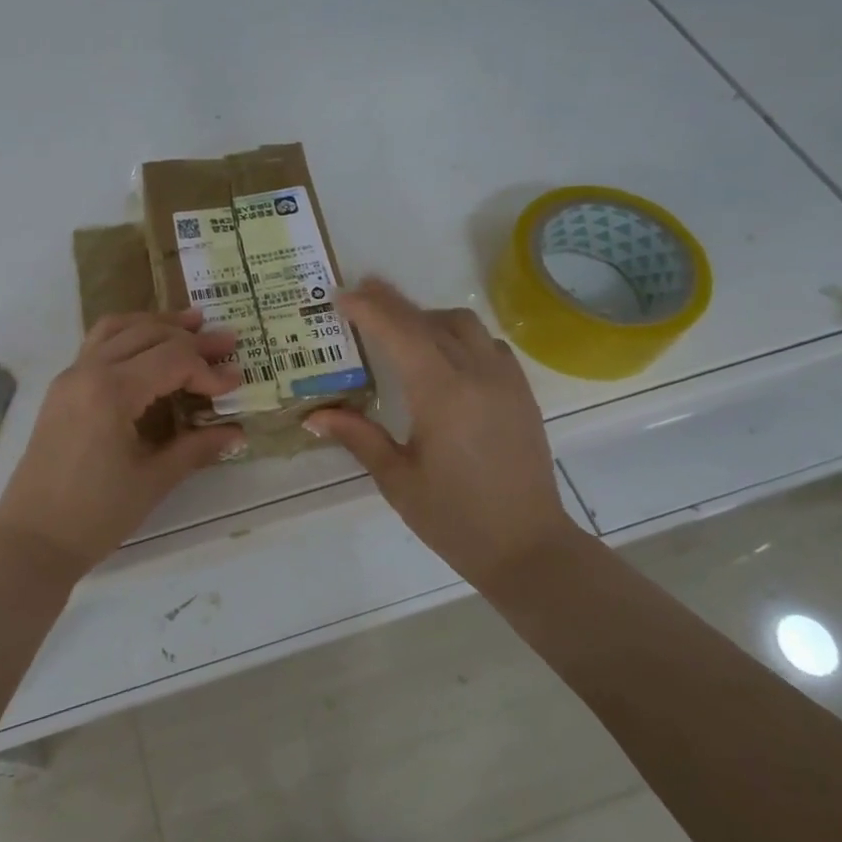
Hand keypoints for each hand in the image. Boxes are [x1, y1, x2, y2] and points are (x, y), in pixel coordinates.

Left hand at [0, 310, 243, 576]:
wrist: (31, 540)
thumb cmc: (95, 515)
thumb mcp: (153, 480)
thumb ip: (196, 447)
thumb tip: (237, 432)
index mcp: (111, 390)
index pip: (172, 360)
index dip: (208, 369)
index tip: (236, 383)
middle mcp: (87, 370)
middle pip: (147, 334)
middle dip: (190, 337)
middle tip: (226, 342)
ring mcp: (70, 376)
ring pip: (117, 328)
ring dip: (155, 324)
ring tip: (190, 324)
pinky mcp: (62, 389)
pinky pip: (98, 344)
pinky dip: (128, 336)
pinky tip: (148, 347)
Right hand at [304, 278, 586, 583]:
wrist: (528, 547)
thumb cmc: (455, 518)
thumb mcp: (397, 479)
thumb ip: (357, 436)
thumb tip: (313, 416)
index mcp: (442, 393)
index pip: (401, 332)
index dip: (370, 309)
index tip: (342, 296)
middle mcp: (477, 375)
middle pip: (430, 320)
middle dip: (393, 303)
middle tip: (361, 294)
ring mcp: (505, 380)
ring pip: (464, 324)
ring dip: (428, 316)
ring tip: (399, 326)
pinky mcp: (521, 393)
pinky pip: (488, 344)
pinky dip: (459, 336)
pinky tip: (443, 355)